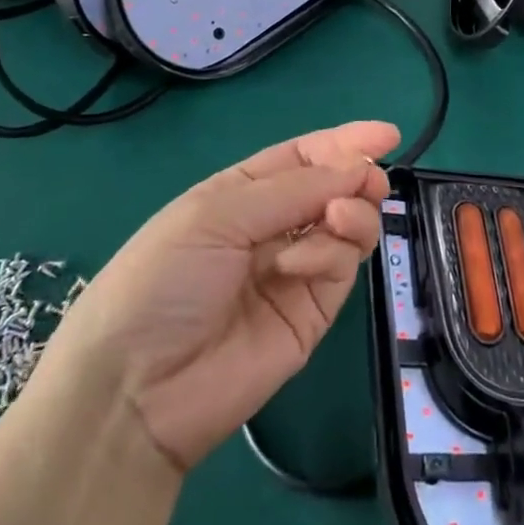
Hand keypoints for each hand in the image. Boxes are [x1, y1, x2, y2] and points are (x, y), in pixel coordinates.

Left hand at [48, 122, 397, 471]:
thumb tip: (356, 170)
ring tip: (335, 218)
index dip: (344, 143)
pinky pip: (340, 267)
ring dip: (350, 212)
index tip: (387, 134)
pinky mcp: (311, 314)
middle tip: (370, 181)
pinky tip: (298, 264)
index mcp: (242, 193)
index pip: (303, 157)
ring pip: (348, 226)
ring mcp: (295, 272)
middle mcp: (273, 227)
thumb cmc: (163, 278)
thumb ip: (292, 189)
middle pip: (333, 189)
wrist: (136, 390)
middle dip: (357, 177)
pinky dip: (330, 254)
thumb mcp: (217, 213)